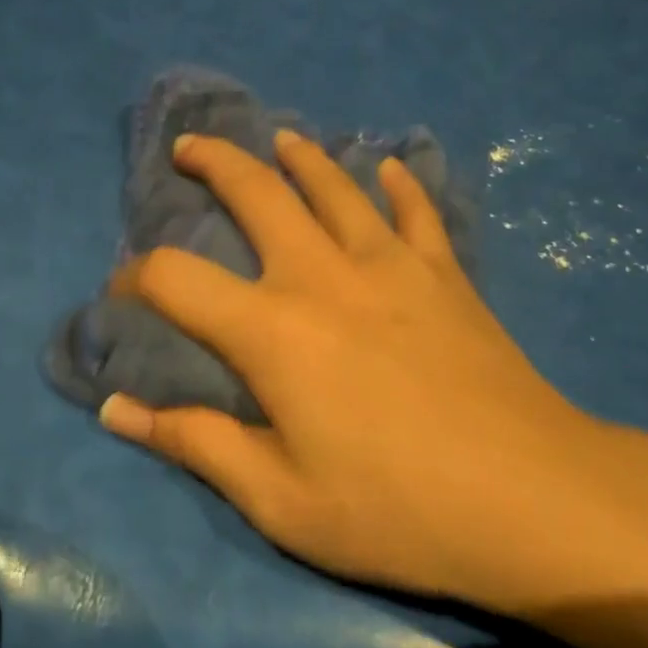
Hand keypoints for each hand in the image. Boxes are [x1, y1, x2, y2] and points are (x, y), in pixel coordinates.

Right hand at [99, 130, 647, 614]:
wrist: (530, 498)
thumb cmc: (396, 509)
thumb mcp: (281, 500)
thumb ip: (195, 444)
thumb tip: (117, 411)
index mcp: (272, 331)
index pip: (175, 280)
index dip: (134, 277)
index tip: (120, 289)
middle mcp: (323, 276)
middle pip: (257, 194)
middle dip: (215, 163)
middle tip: (190, 147)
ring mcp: (391, 264)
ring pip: (336, 186)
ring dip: (301, 156)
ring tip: (281, 138)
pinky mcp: (444, 273)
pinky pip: (418, 212)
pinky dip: (402, 185)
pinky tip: (393, 168)